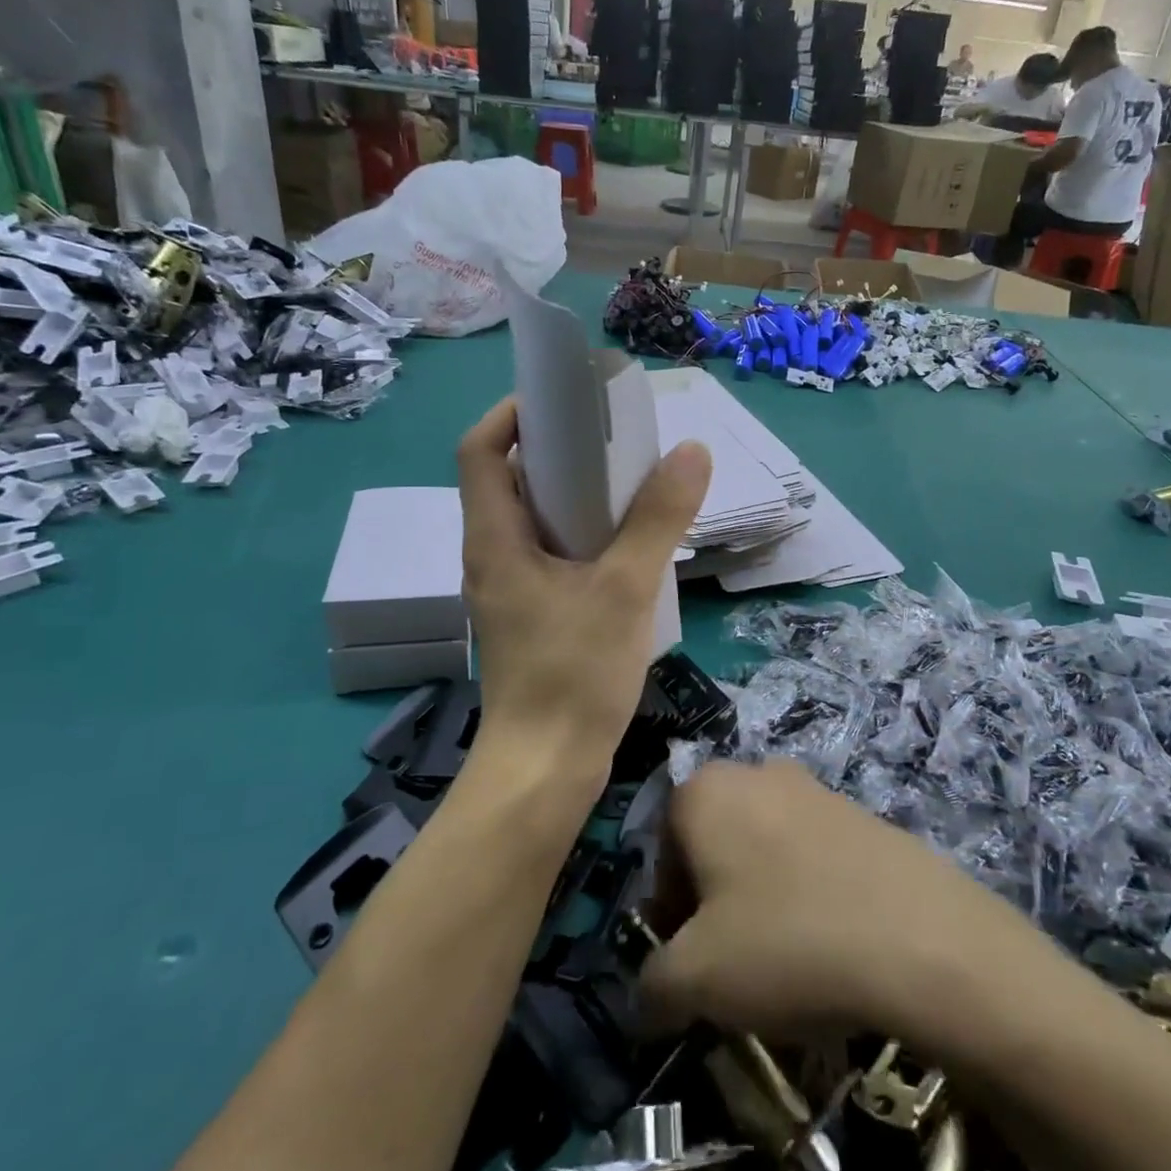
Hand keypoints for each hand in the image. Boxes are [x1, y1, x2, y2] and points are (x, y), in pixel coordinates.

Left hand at [457, 398, 710, 777]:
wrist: (546, 770)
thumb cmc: (574, 675)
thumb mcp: (625, 588)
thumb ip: (658, 518)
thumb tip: (691, 450)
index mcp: (495, 539)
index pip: (480, 451)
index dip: (512, 414)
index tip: (562, 400)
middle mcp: (491, 555)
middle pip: (509, 480)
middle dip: (556, 449)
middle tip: (610, 438)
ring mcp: (508, 588)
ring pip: (533, 519)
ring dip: (573, 493)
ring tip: (626, 481)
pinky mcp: (529, 614)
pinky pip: (549, 552)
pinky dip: (581, 532)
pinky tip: (625, 542)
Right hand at [639, 762, 1016, 1038]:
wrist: (920, 938)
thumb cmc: (787, 943)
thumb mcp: (696, 981)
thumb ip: (651, 985)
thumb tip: (647, 997)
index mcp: (704, 790)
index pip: (661, 852)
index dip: (669, 913)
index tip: (691, 962)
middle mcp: (754, 772)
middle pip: (713, 845)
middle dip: (713, 903)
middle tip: (735, 963)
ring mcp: (813, 786)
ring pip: (763, 848)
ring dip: (760, 899)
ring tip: (787, 960)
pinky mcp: (859, 811)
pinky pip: (811, 854)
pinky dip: (807, 893)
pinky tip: (831, 944)